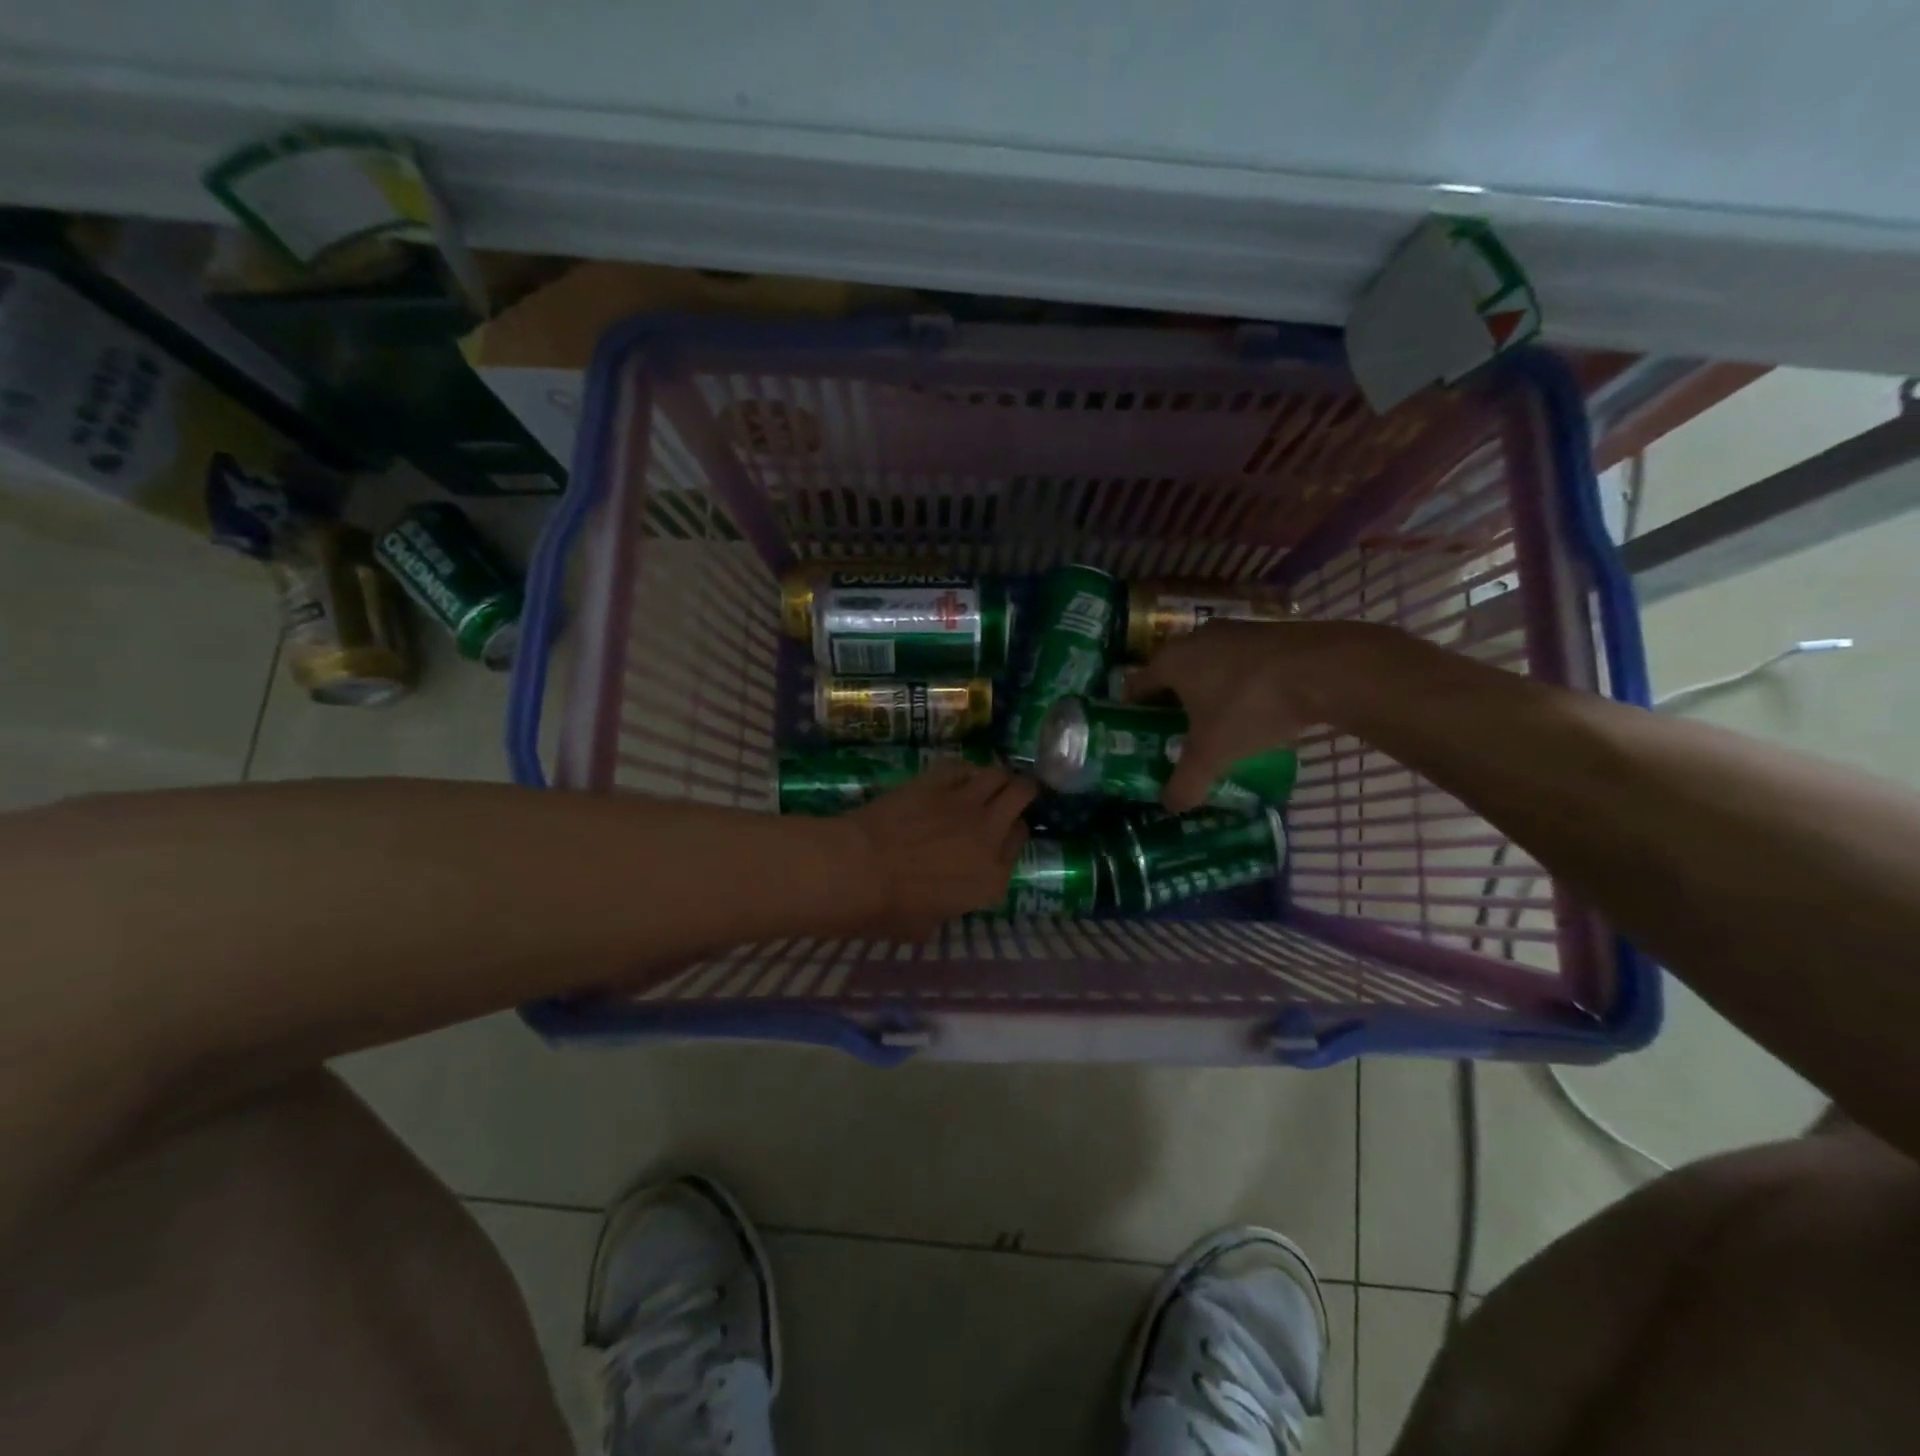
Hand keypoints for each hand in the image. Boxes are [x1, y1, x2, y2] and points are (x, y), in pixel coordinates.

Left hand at [843, 761, 1035, 939]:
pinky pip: (961, 767)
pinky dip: (964, 770)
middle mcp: (988, 835)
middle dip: (1023, 792)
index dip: (1013, 834)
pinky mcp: (936, 782)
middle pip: (1021, 797)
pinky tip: (958, 775)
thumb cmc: (890, 909)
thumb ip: (946, 909)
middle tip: (1015, 791)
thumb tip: (936, 904)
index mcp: (992, 878)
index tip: (1004, 832)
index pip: (1020, 842)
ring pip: (997, 775)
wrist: (859, 870)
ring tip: (989, 780)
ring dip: (998, 776)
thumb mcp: (927, 925)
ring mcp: (964, 804)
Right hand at [1124, 619, 1396, 811]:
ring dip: (1205, 689)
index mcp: (1171, 661)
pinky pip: (1238, 661)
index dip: (1130, 709)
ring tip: (1212, 722)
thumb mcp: (1214, 753)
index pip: (1135, 684)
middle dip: (1169, 701)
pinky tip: (1251, 706)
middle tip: (1172, 733)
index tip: (1133, 732)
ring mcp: (1234, 631)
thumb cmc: (1251, 706)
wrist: (1324, 669)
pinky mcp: (1267, 632)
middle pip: (1170, 672)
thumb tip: (1169, 807)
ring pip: (1206, 664)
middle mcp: (1195, 638)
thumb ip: (1187, 782)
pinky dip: (1236, 682)